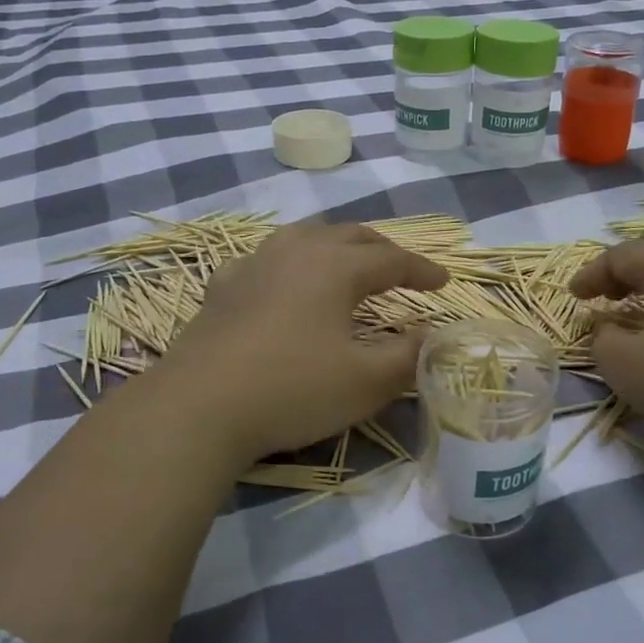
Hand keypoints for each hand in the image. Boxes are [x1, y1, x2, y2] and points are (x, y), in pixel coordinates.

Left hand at [158, 222, 448, 463]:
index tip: (443, 283)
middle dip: (382, 249)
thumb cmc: (293, 390)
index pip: (391, 259)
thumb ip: (408, 356)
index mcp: (336, 267)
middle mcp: (296, 251)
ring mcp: (254, 264)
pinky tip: (282, 279)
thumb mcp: (366, 382)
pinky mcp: (223, 287)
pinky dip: (288, 261)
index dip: (421, 270)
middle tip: (401, 269)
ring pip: (304, 236)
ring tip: (347, 262)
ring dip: (336, 245)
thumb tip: (430, 335)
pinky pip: (265, 258)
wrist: (199, 407)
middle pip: (349, 235)